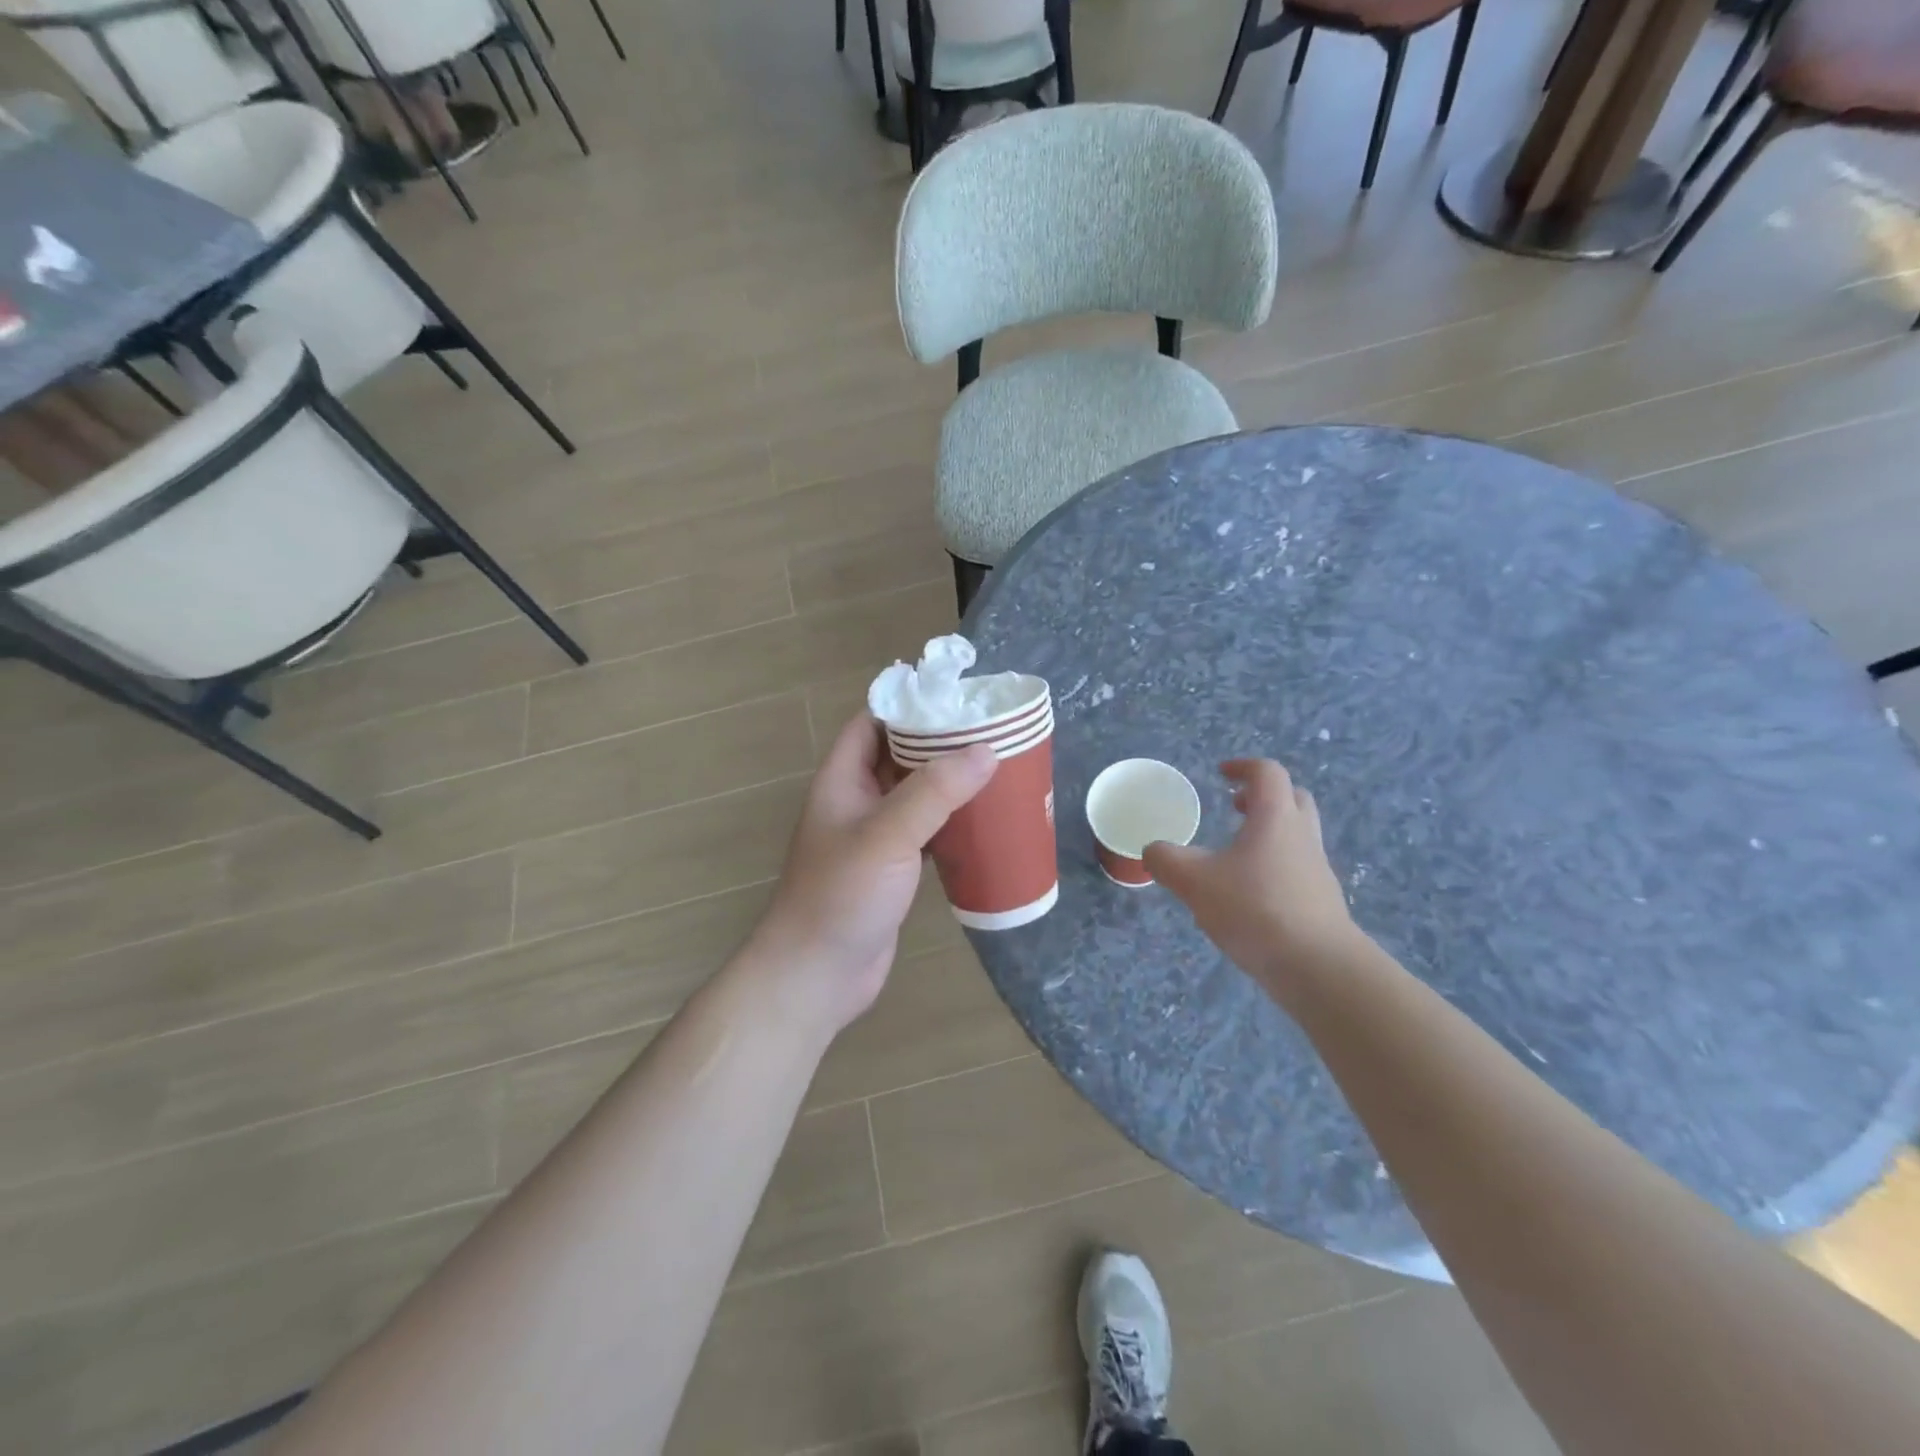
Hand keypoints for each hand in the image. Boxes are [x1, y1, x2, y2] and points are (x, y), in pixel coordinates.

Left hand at [746, 714, 995, 1034]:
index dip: (908, 705)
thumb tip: (985, 750)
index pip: (872, 723)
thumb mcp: (887, 835)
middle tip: (991, 731)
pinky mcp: (893, 870)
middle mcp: (857, 801)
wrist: (816, 976)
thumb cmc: (840, 896)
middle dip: (940, 742)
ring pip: (916, 796)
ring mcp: (875, 838)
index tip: (956, 696)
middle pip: (899, 756)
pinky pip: (927, 832)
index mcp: (842, 780)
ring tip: (999, 768)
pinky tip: (987, 820)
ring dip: (950, 783)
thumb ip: (934, 792)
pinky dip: (953, 822)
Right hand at [1143, 760, 1364, 997]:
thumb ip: (1166, 860)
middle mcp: (1302, 836)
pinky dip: (1273, 867)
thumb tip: (1152, 850)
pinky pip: (1296, 869)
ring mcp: (1316, 870)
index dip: (1243, 767)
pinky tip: (1246, 895)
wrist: (1318, 967)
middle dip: (1262, 797)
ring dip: (1268, 833)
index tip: (1221, 774)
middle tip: (1234, 807)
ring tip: (1233, 854)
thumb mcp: (1194, 881)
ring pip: (1296, 836)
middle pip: (1292, 799)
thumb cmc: (1255, 909)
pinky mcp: (1320, 902)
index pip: (1267, 773)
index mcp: (1275, 818)